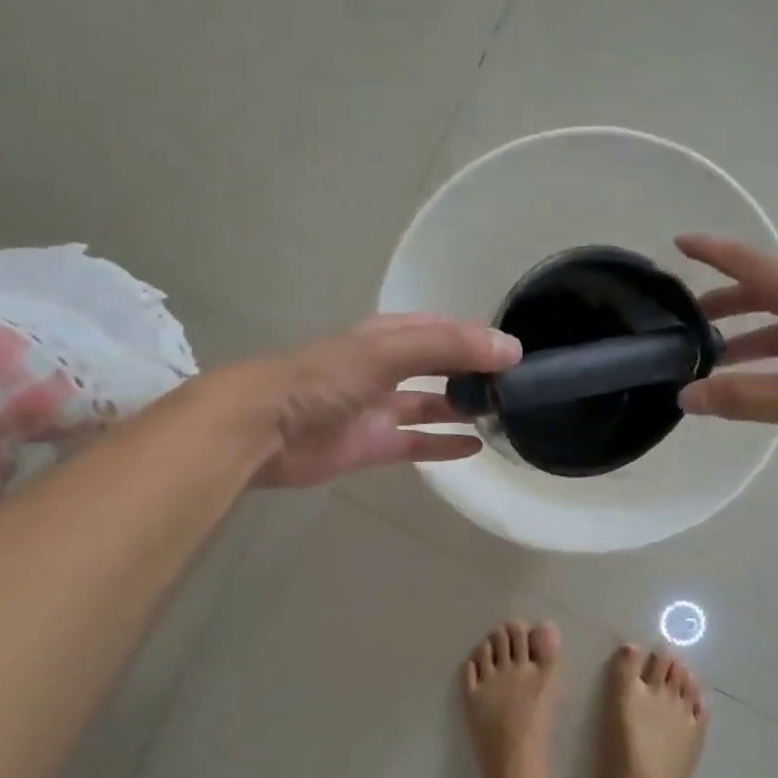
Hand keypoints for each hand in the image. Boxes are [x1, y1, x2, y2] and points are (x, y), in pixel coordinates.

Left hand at [244, 314, 521, 487]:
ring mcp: (377, 409)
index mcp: (385, 337)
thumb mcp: (388, 351)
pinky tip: (475, 447)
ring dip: (461, 407)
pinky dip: (442, 444)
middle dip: (472, 372)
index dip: (475, 337)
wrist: (262, 429)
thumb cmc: (324, 379)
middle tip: (515, 385)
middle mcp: (384, 369)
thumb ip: (448, 348)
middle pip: (437, 366)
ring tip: (503, 413)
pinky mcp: (371, 446)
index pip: (440, 330)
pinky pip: (415, 442)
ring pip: (429, 404)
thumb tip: (510, 349)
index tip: (514, 352)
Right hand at [675, 234, 777, 483]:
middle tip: (685, 324)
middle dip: (725, 305)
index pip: (753, 264)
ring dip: (748, 340)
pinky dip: (773, 361)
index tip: (678, 243)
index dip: (714, 253)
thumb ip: (739, 397)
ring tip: (712, 363)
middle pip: (767, 294)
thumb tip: (685, 395)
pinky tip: (758, 386)